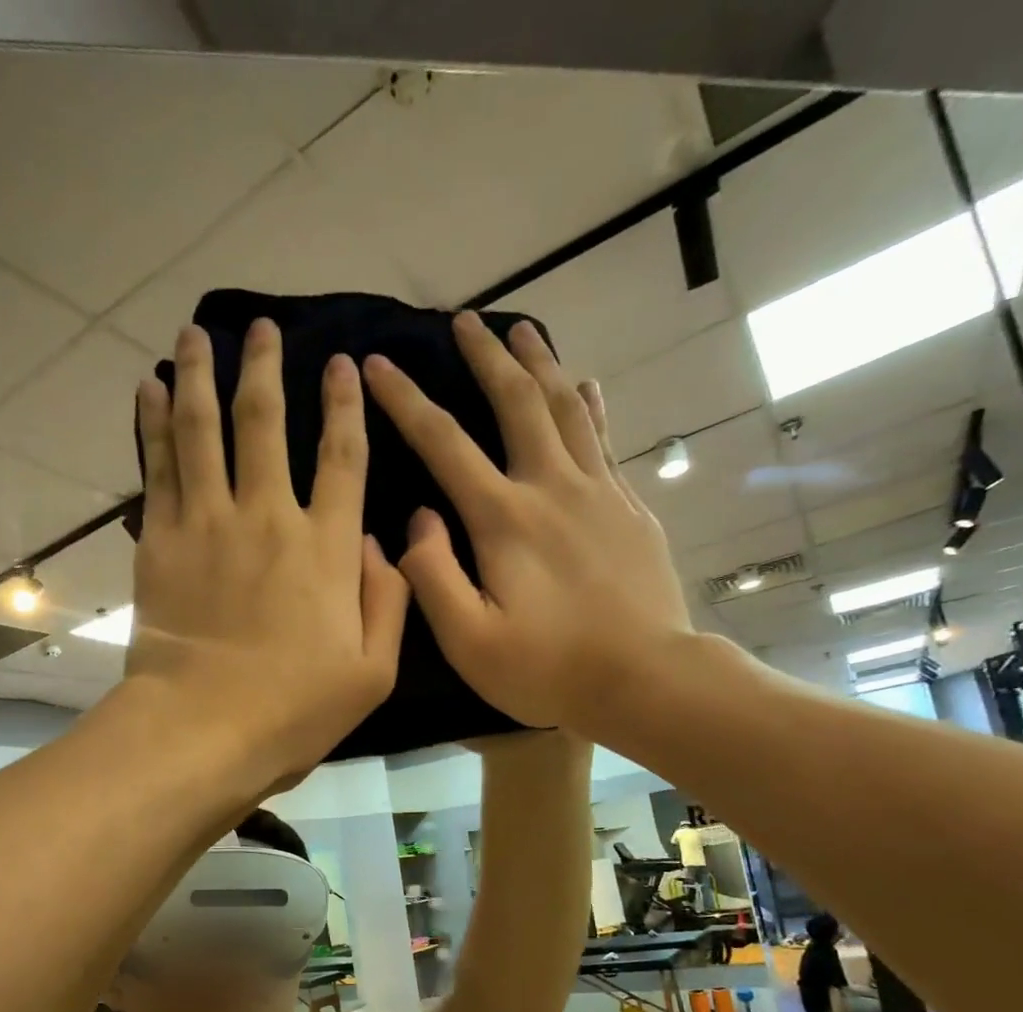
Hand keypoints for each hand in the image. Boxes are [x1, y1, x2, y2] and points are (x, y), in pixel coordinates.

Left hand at [126, 320, 409, 785]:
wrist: (203, 729)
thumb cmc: (294, 710)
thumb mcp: (373, 672)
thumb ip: (387, 600)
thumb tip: (378, 543)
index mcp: (326, 549)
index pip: (342, 458)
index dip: (344, 406)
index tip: (341, 364)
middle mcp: (267, 518)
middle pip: (265, 423)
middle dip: (265, 366)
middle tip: (262, 327)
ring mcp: (208, 524)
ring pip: (203, 429)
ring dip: (202, 374)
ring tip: (197, 332)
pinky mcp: (161, 541)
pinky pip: (157, 467)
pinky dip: (153, 423)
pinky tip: (151, 388)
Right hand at [363, 312, 694, 736]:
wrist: (646, 680)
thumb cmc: (548, 669)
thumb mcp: (469, 641)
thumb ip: (432, 576)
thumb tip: (417, 519)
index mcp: (503, 518)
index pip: (443, 442)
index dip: (405, 400)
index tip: (376, 364)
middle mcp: (551, 487)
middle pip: (516, 401)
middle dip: (485, 356)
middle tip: (465, 320)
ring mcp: (598, 492)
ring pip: (566, 407)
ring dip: (540, 364)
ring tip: (522, 330)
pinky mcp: (629, 508)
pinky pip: (604, 439)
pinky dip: (589, 405)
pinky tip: (585, 386)